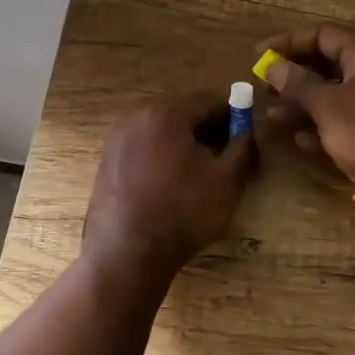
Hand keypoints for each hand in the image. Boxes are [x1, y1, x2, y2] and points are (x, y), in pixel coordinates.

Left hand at [83, 92, 256, 277]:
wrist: (127, 253)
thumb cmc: (183, 212)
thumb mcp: (227, 180)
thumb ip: (243, 147)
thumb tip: (248, 131)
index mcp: (165, 114)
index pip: (208, 100)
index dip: (232, 115)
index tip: (244, 136)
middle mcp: (135, 118)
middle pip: (181, 114)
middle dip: (206, 130)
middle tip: (225, 157)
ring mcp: (115, 141)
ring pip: (160, 133)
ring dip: (183, 145)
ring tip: (199, 175)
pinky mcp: (105, 164)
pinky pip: (142, 151)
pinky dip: (160, 159)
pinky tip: (171, 187)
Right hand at [258, 25, 354, 204]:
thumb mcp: (329, 106)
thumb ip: (298, 84)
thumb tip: (273, 65)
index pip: (321, 35)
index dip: (287, 43)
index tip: (258, 56)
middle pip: (327, 64)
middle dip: (293, 77)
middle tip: (264, 90)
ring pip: (335, 95)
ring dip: (302, 105)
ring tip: (273, 117)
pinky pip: (347, 120)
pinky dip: (323, 126)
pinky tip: (299, 141)